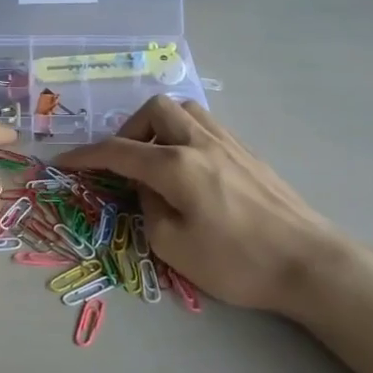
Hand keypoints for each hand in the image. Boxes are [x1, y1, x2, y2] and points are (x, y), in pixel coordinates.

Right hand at [61, 97, 361, 317]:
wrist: (308, 262)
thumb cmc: (236, 262)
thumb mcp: (173, 247)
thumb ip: (148, 209)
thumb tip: (147, 189)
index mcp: (176, 166)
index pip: (118, 151)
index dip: (86, 156)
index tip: (64, 161)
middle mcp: (200, 142)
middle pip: (154, 110)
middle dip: (128, 131)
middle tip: (124, 164)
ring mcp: (229, 143)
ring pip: (184, 110)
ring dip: (159, 127)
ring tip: (156, 162)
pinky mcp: (249, 153)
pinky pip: (206, 125)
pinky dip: (184, 135)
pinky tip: (188, 168)